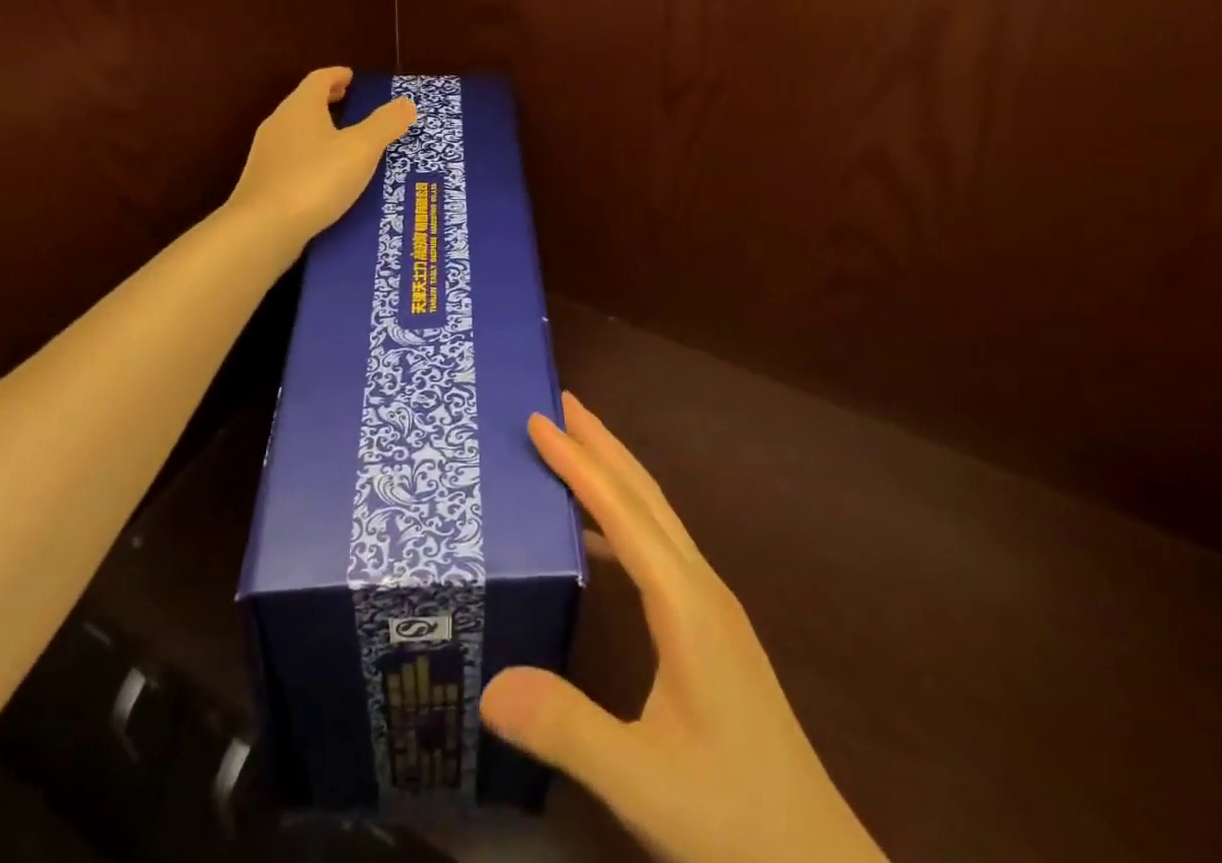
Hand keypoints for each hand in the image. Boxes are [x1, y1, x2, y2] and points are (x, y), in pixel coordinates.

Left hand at [229, 67, 414, 244]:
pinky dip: (312, 158)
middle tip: (351, 104)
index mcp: (301, 107)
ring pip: (297, 133)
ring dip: (320, 131)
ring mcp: (267, 155)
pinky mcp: (263, 183)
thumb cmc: (315, 179)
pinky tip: (326, 178)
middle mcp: (279, 124)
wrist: (263, 229)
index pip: (319, 79)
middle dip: (328, 102)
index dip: (337, 75)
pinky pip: (292, 159)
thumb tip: (406, 103)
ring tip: (345, 143)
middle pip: (305, 104)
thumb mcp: (361, 150)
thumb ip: (385, 124)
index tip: (352, 77)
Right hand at [481, 394, 887, 862]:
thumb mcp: (641, 783)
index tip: (539, 420)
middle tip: (559, 403)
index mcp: (686, 603)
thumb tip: (490, 683)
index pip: (623, 512)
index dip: (578, 462)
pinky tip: (596, 541)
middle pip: (646, 495)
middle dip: (602, 444)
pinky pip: (660, 550)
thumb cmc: (732, 818)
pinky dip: (623, 522)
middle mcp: (702, 587)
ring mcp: (712, 607)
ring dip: (615, 475)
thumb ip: (567, 730)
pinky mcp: (712, 629)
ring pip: (657, 518)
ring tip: (572, 451)